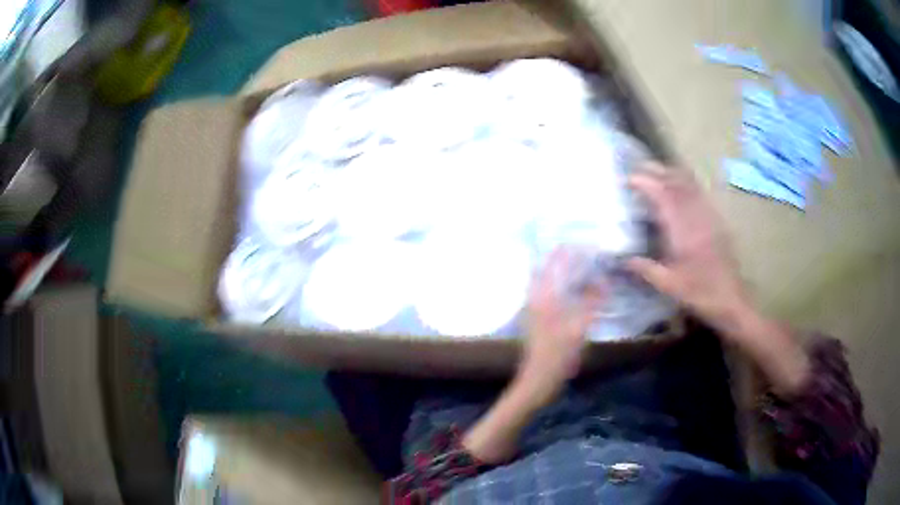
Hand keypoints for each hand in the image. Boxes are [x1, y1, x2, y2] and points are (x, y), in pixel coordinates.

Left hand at [463, 248, 602, 462]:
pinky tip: (577, 290)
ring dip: (562, 272)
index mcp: (543, 297)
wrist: (538, 380)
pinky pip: (550, 294)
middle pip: (548, 270)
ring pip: (548, 282)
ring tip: (583, 265)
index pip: (552, 264)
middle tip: (583, 250)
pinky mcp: (537, 320)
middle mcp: (535, 298)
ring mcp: (534, 310)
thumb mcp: (579, 327)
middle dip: (563, 258)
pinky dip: (562, 286)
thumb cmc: (558, 354)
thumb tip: (603, 280)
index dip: (565, 250)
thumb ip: (592, 302)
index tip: (579, 240)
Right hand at [627, 164, 808, 392]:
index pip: (663, 196)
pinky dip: (688, 184)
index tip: (628, 178)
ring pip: (691, 185)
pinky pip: (701, 194)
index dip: (646, 183)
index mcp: (683, 231)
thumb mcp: (669, 286)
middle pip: (678, 183)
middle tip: (639, 167)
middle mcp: (697, 217)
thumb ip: (646, 269)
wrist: (732, 300)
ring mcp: (709, 217)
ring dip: (673, 174)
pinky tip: (682, 186)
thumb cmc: (700, 294)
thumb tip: (622, 259)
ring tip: (657, 169)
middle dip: (658, 171)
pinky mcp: (717, 222)